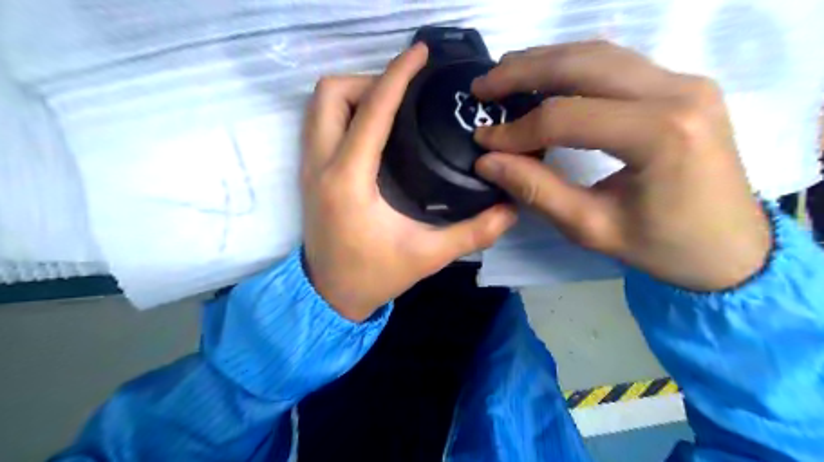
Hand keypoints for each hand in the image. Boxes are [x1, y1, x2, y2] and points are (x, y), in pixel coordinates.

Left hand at [299, 44, 515, 322]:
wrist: (329, 296)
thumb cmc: (373, 276)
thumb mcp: (427, 256)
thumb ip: (472, 233)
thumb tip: (510, 211)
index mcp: (348, 180)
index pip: (372, 110)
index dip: (397, 75)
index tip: (419, 53)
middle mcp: (321, 165)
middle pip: (331, 93)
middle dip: (367, 82)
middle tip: (402, 98)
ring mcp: (309, 168)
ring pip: (319, 105)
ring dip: (353, 94)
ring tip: (389, 108)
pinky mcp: (309, 174)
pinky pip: (318, 123)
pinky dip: (343, 112)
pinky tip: (371, 129)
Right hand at [471, 40, 772, 292]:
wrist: (733, 248)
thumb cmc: (664, 247)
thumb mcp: (592, 228)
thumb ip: (537, 190)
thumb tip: (488, 161)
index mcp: (661, 135)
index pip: (567, 117)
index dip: (516, 130)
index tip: (483, 141)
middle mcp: (678, 92)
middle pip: (583, 64)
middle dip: (522, 72)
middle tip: (482, 87)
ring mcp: (685, 81)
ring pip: (599, 53)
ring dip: (544, 60)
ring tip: (504, 73)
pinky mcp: (681, 85)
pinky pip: (616, 63)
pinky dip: (572, 65)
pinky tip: (545, 76)